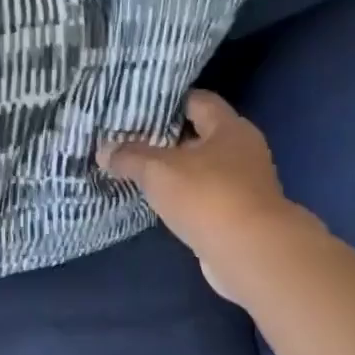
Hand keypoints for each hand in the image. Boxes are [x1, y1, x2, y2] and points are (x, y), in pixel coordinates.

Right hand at [98, 90, 312, 305]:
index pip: (198, 101)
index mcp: (230, 128)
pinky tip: (158, 203)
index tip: (138, 108)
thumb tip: (104, 150)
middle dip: (167, 139)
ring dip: (175, 172)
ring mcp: (244, 185)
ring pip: (202, 169)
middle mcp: (242, 151)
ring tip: (137, 172)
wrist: (250, 252)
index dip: (169, 102)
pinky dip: (183, 198)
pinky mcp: (238, 215)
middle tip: (129, 141)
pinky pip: (204, 197)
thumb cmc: (207, 196)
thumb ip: (130, 157)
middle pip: (200, 136)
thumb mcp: (158, 171)